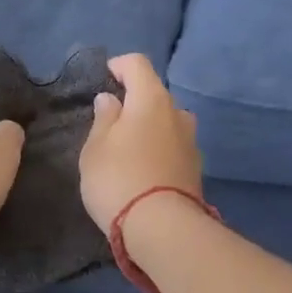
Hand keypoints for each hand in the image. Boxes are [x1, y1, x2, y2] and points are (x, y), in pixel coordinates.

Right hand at [79, 54, 202, 230]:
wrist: (162, 228)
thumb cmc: (118, 179)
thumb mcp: (95, 149)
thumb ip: (103, 119)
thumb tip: (111, 100)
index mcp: (151, 99)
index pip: (137, 64)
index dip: (119, 65)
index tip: (105, 78)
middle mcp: (177, 113)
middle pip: (154, 95)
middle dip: (134, 101)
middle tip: (111, 122)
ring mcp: (191, 141)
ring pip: (167, 122)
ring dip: (149, 127)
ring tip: (128, 149)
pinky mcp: (196, 168)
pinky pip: (173, 147)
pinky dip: (159, 149)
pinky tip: (144, 170)